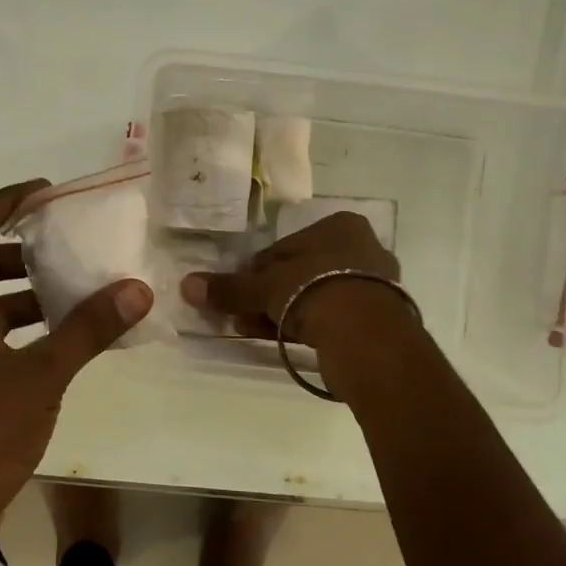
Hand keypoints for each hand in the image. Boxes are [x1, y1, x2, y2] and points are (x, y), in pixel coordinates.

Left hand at [0, 179, 153, 528]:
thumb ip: (89, 328)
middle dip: (19, 249)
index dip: (3, 201)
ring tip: (71, 293)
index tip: (45, 195)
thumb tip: (137, 289)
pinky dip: (13, 326)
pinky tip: (54, 340)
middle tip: (65, 245)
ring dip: (20, 292)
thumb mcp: (42, 374)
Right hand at [180, 211, 406, 351]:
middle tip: (242, 315)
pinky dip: (306, 325)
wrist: (366, 334)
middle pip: (301, 271)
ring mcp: (375, 284)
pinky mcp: (379, 317)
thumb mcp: (265, 287)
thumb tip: (186, 285)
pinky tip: (281, 339)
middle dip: (269, 294)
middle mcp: (362, 248)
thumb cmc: (314, 289)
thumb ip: (229, 287)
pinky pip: (332, 317)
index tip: (240, 291)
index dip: (257, 270)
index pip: (285, 246)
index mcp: (340, 226)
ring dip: (283, 312)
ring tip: (253, 329)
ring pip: (315, 295)